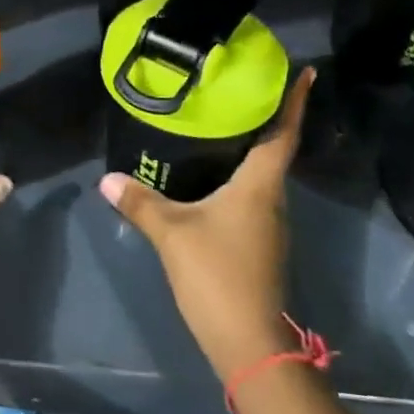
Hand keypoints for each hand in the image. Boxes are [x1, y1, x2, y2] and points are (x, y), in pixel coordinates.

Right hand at [99, 66, 313, 380]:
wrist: (248, 340)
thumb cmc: (218, 274)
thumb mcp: (172, 233)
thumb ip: (140, 203)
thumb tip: (107, 178)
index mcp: (259, 186)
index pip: (282, 135)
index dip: (294, 102)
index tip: (305, 72)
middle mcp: (271, 200)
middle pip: (273, 151)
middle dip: (263, 119)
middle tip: (239, 89)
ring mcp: (267, 225)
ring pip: (260, 176)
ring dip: (248, 150)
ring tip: (220, 126)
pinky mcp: (258, 245)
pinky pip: (250, 198)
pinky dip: (236, 178)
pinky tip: (211, 178)